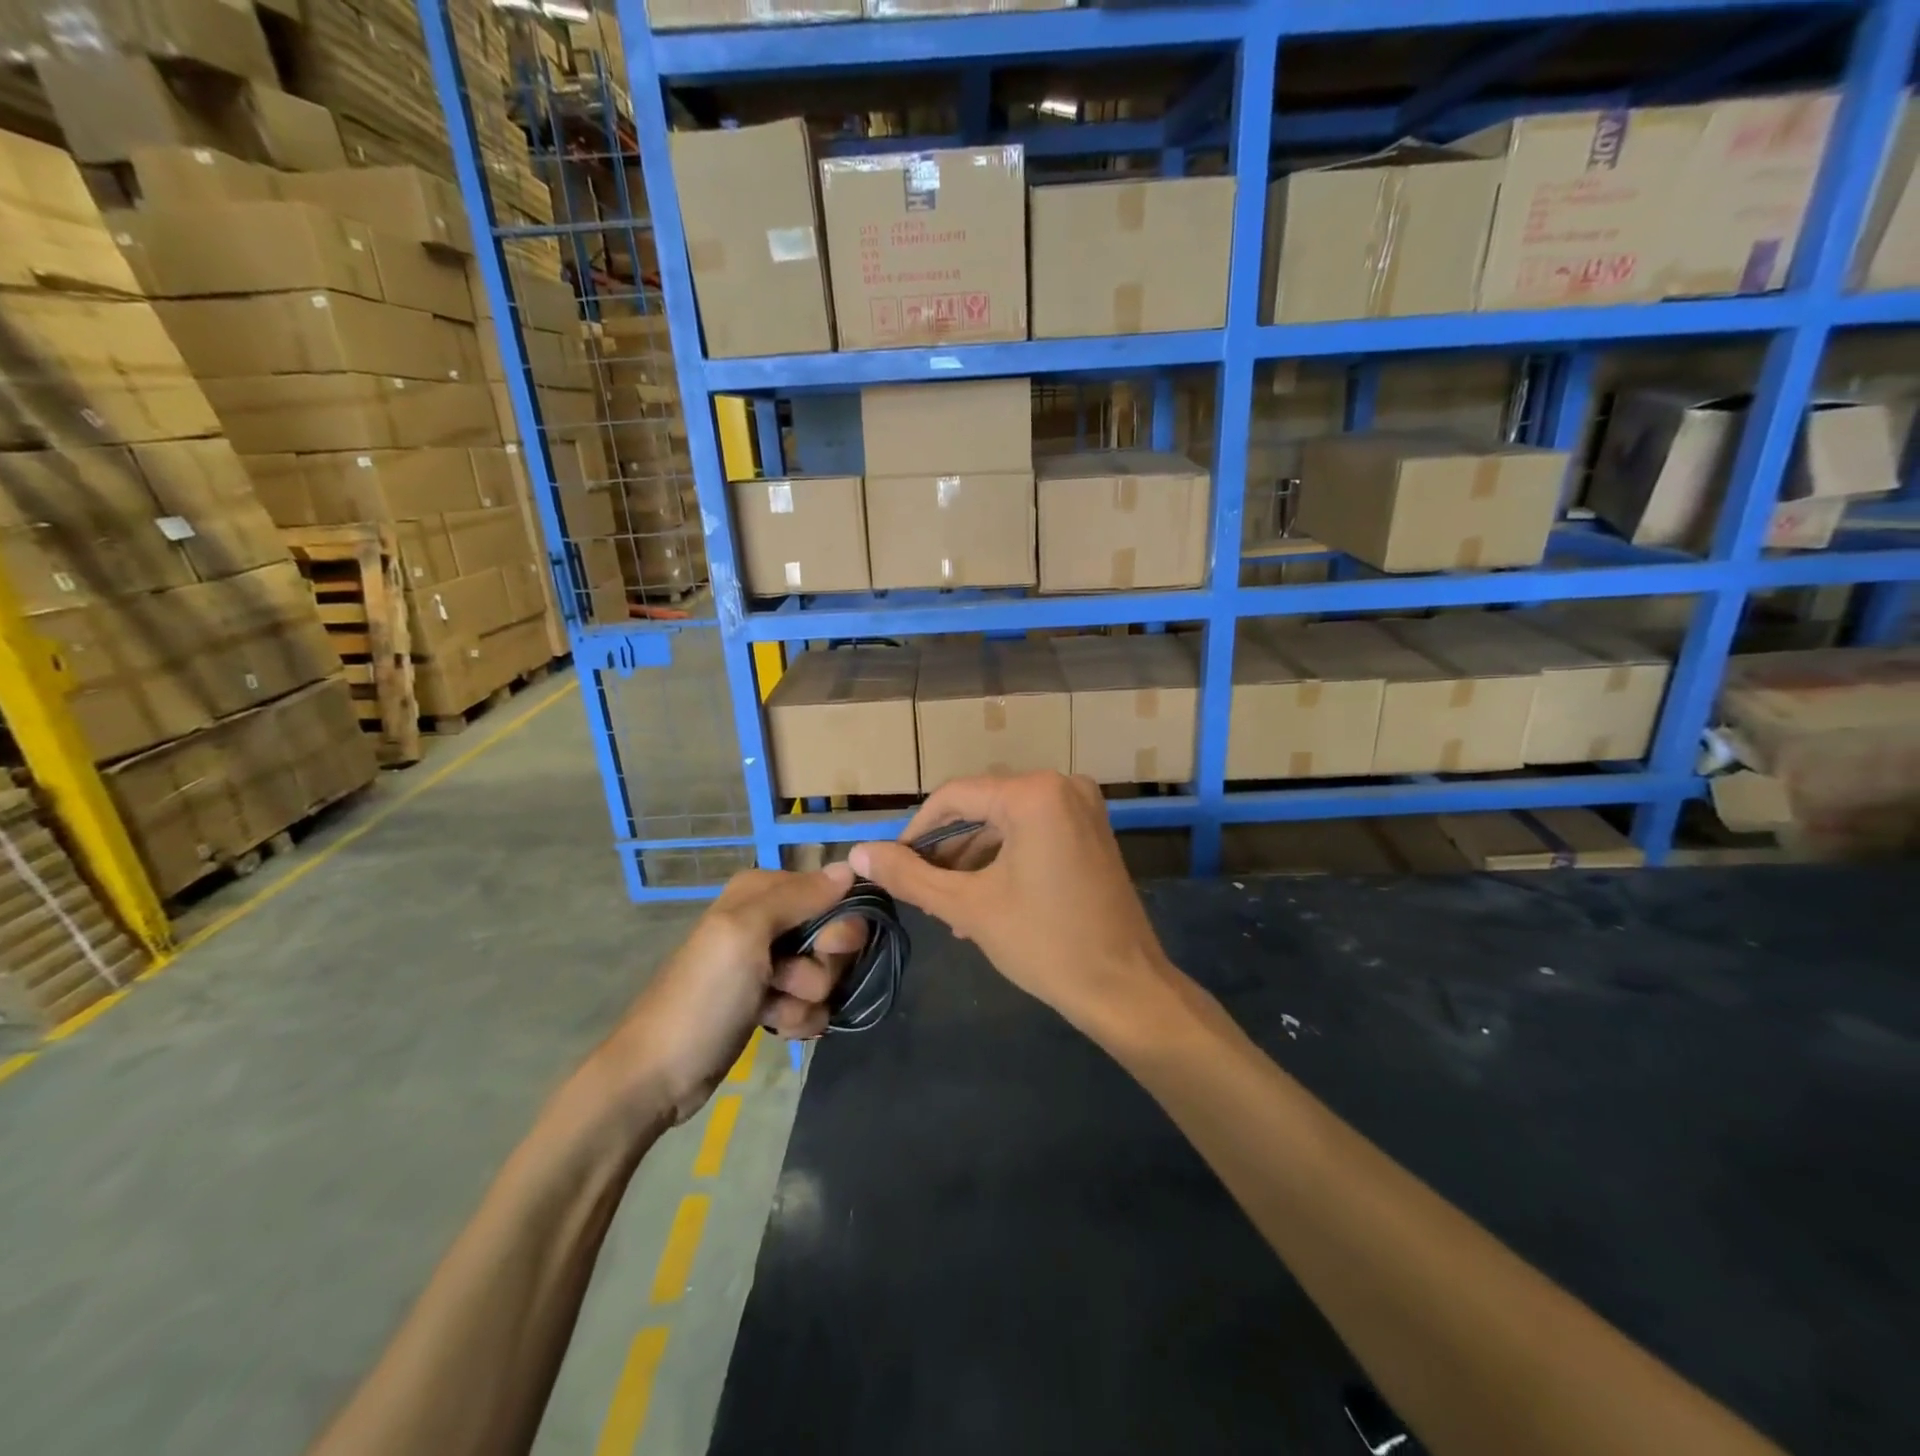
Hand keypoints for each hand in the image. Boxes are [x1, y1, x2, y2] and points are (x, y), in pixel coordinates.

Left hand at [594, 864, 865, 1124]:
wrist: (658, 1076)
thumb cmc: (703, 996)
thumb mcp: (745, 935)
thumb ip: (798, 897)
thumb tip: (849, 868)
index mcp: (760, 892)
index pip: (830, 891)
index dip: (838, 921)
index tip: (826, 947)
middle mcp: (768, 919)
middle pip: (834, 934)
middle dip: (821, 965)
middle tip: (790, 982)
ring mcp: (770, 963)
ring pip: (826, 973)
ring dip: (807, 998)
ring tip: (772, 1011)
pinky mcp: (771, 1000)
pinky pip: (813, 1003)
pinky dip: (799, 1018)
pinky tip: (774, 1029)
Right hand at [850, 773, 1170, 1034]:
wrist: (1125, 989)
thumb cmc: (1045, 943)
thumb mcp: (968, 907)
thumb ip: (910, 875)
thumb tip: (860, 853)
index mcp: (1033, 793)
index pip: (953, 798)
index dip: (916, 831)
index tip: (892, 866)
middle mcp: (1061, 786)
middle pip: (981, 810)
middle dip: (948, 853)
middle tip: (922, 893)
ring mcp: (1082, 808)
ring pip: (1005, 825)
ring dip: (974, 863)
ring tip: (951, 911)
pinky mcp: (1091, 832)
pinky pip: (1033, 835)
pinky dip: (1005, 862)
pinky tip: (984, 905)